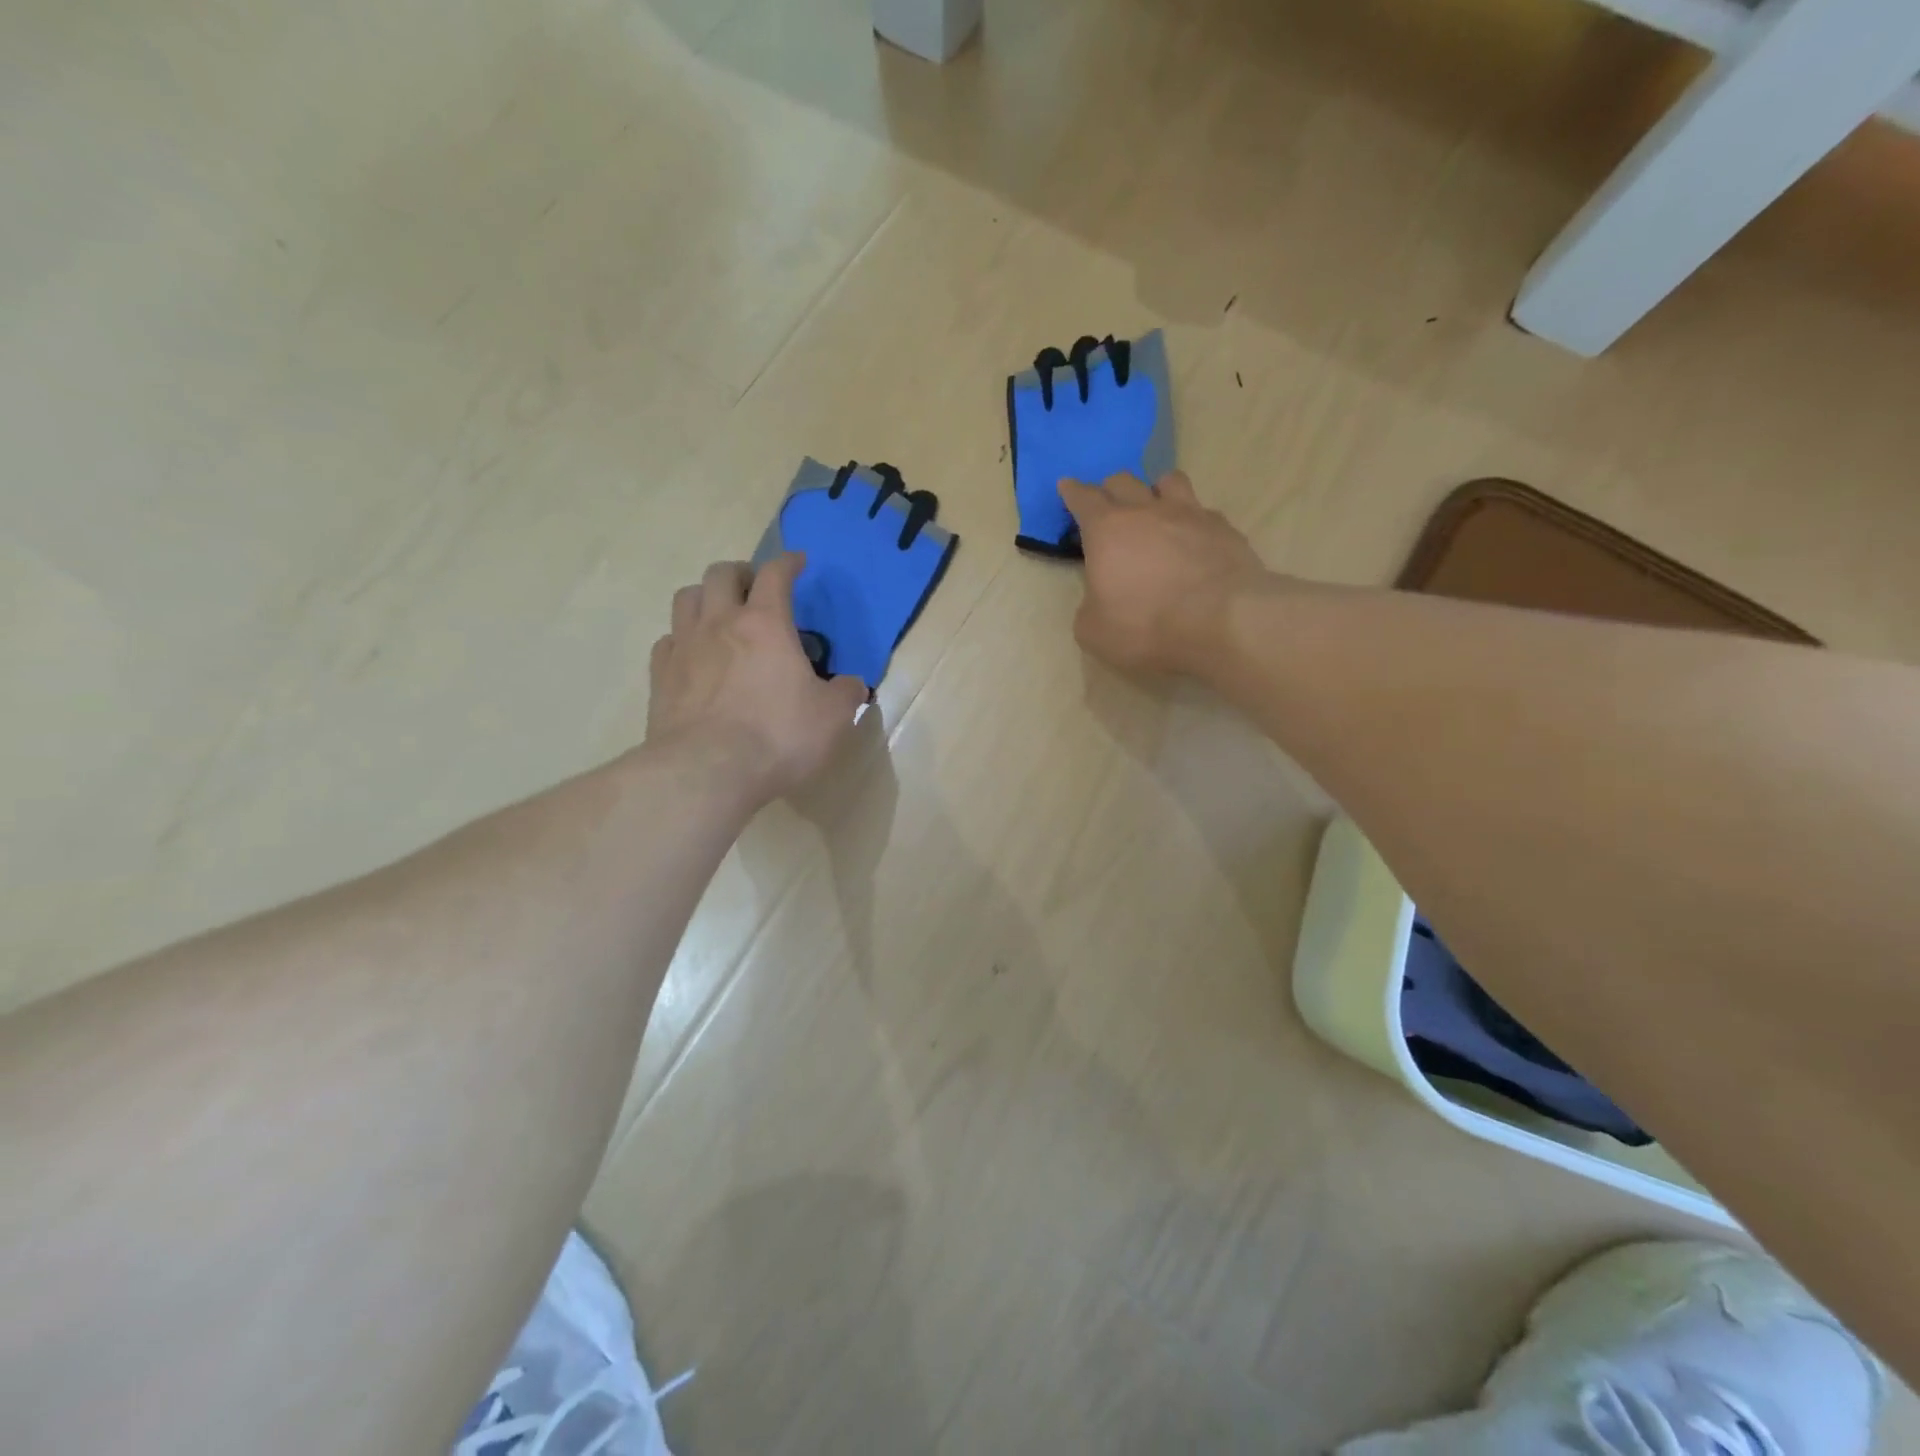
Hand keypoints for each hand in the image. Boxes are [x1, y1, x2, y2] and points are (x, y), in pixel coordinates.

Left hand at [646, 553, 867, 804]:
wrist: (707, 771)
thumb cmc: (778, 736)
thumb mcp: (832, 718)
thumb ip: (846, 694)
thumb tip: (852, 685)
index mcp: (765, 624)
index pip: (775, 574)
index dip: (788, 563)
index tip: (798, 562)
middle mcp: (720, 623)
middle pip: (721, 574)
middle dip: (741, 573)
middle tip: (755, 588)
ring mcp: (684, 647)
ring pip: (687, 598)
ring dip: (706, 597)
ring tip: (720, 614)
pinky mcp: (660, 676)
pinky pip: (668, 640)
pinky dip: (683, 638)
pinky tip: (694, 656)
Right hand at [1059, 471, 1268, 675]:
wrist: (1223, 622)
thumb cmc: (1147, 626)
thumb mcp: (1094, 632)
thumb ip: (1089, 608)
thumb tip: (1098, 600)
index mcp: (1107, 530)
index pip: (1083, 498)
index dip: (1072, 492)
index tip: (1067, 486)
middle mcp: (1146, 511)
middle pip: (1123, 481)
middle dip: (1111, 489)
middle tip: (1108, 506)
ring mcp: (1190, 514)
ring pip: (1169, 481)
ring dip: (1156, 490)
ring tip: (1156, 508)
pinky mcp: (1225, 529)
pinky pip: (1203, 511)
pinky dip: (1193, 521)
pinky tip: (1194, 540)